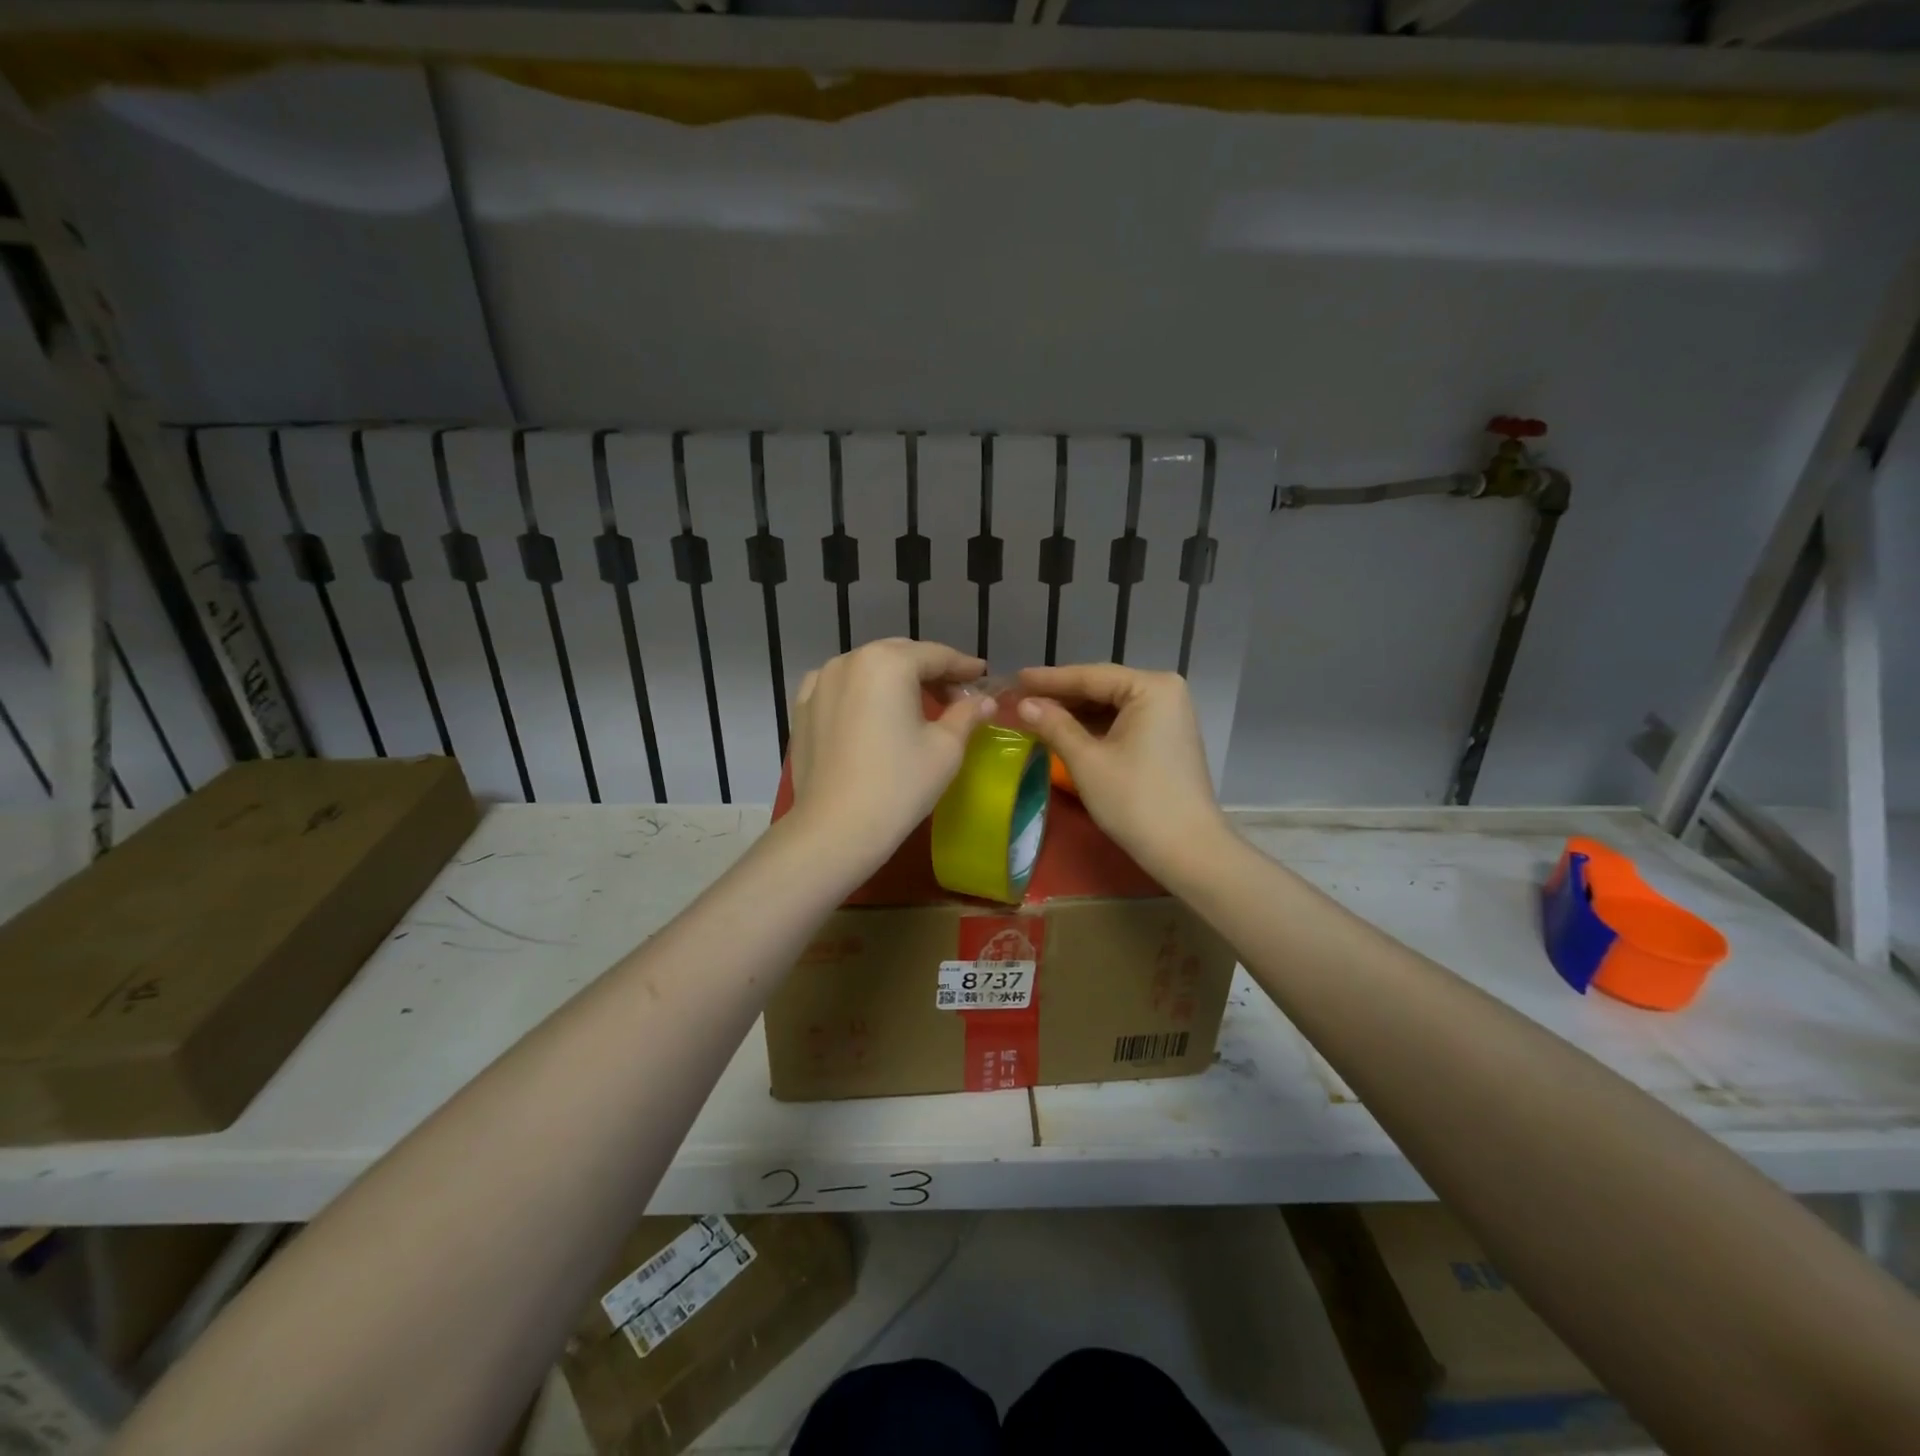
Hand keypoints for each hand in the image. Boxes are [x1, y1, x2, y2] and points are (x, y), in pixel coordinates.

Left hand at [787, 639, 994, 871]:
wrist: (836, 829)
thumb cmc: (899, 785)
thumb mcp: (946, 748)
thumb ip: (967, 714)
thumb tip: (984, 700)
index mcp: (888, 662)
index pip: (936, 655)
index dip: (963, 666)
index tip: (982, 676)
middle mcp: (850, 660)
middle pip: (900, 655)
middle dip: (929, 671)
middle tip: (955, 695)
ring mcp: (820, 682)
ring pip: (868, 668)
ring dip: (895, 679)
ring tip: (916, 703)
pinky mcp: (802, 707)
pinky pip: (840, 686)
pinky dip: (862, 691)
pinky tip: (872, 710)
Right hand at [1015, 664, 1227, 879]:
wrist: (1187, 850)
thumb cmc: (1135, 800)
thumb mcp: (1086, 761)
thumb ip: (1054, 725)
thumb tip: (1023, 704)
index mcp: (1151, 687)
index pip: (1090, 676)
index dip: (1049, 679)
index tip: (1014, 677)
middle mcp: (1165, 692)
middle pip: (1102, 687)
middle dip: (1061, 696)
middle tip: (1020, 697)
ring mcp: (1169, 716)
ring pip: (1111, 706)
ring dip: (1075, 712)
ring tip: (1035, 713)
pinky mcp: (1166, 738)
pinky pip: (1123, 722)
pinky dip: (1094, 727)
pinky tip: (1065, 731)